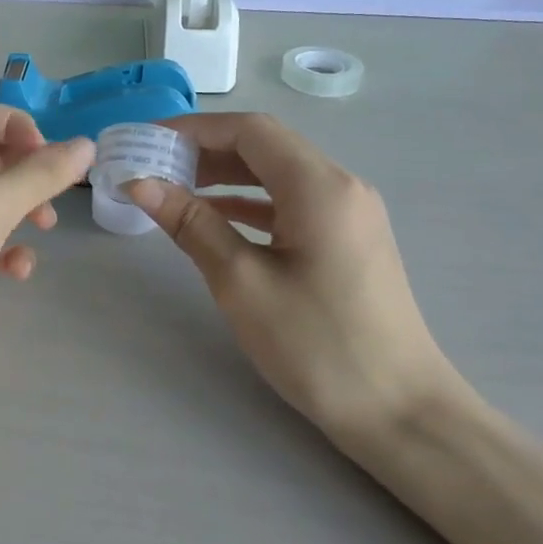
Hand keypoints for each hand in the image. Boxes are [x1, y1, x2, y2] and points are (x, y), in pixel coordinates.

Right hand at [125, 113, 463, 453]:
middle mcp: (339, 187)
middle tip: (152, 166)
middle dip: (205, 151)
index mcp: (319, 186)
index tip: (146, 142)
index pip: (249, 131)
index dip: (193, 129)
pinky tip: (214, 218)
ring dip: (224, 176)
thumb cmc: (317, 345)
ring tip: (173, 188)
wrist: (401, 414)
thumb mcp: (242, 282)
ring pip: (277, 175)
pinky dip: (248, 203)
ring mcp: (348, 214)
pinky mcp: (347, 241)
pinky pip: (290, 204)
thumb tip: (141, 183)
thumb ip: (191, 224)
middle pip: (264, 147)